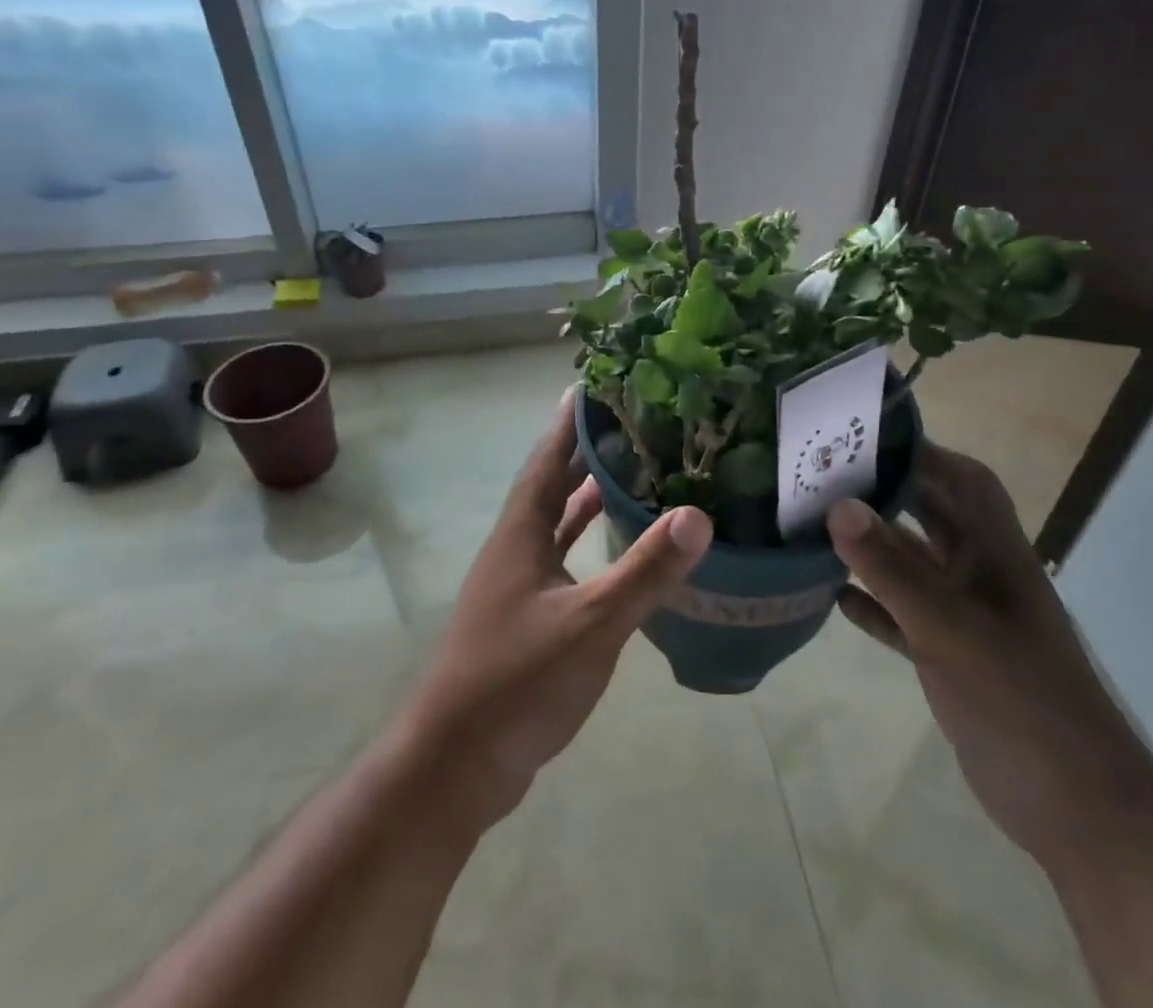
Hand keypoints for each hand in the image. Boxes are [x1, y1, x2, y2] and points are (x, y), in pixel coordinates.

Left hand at [397, 388, 712, 833]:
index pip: (547, 460)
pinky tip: (617, 548)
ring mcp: (518, 585)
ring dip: (588, 495)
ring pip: (557, 523)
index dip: (569, 422)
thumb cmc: (516, 683)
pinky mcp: (527, 618)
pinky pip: (564, 561)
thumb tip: (698, 514)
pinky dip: (588, 544)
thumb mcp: (589, 624)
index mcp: (520, 534)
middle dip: (585, 451)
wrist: (454, 769)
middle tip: (632, 422)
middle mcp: (515, 548)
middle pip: (552, 484)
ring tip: (633, 470)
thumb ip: (644, 571)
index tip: (596, 384)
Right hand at [828, 443, 1152, 862]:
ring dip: (874, 551)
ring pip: (914, 568)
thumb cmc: (1017, 697)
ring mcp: (968, 619)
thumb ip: (890, 567)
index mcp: (995, 553)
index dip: (925, 453)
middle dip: (888, 495)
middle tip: (828, 478)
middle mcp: (982, 575)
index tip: (870, 439)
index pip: (965, 481)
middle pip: (933, 518)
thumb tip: (838, 504)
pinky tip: (836, 598)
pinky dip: (876, 605)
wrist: (1075, 806)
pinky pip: (906, 617)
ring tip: (819, 529)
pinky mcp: (953, 659)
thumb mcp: (947, 626)